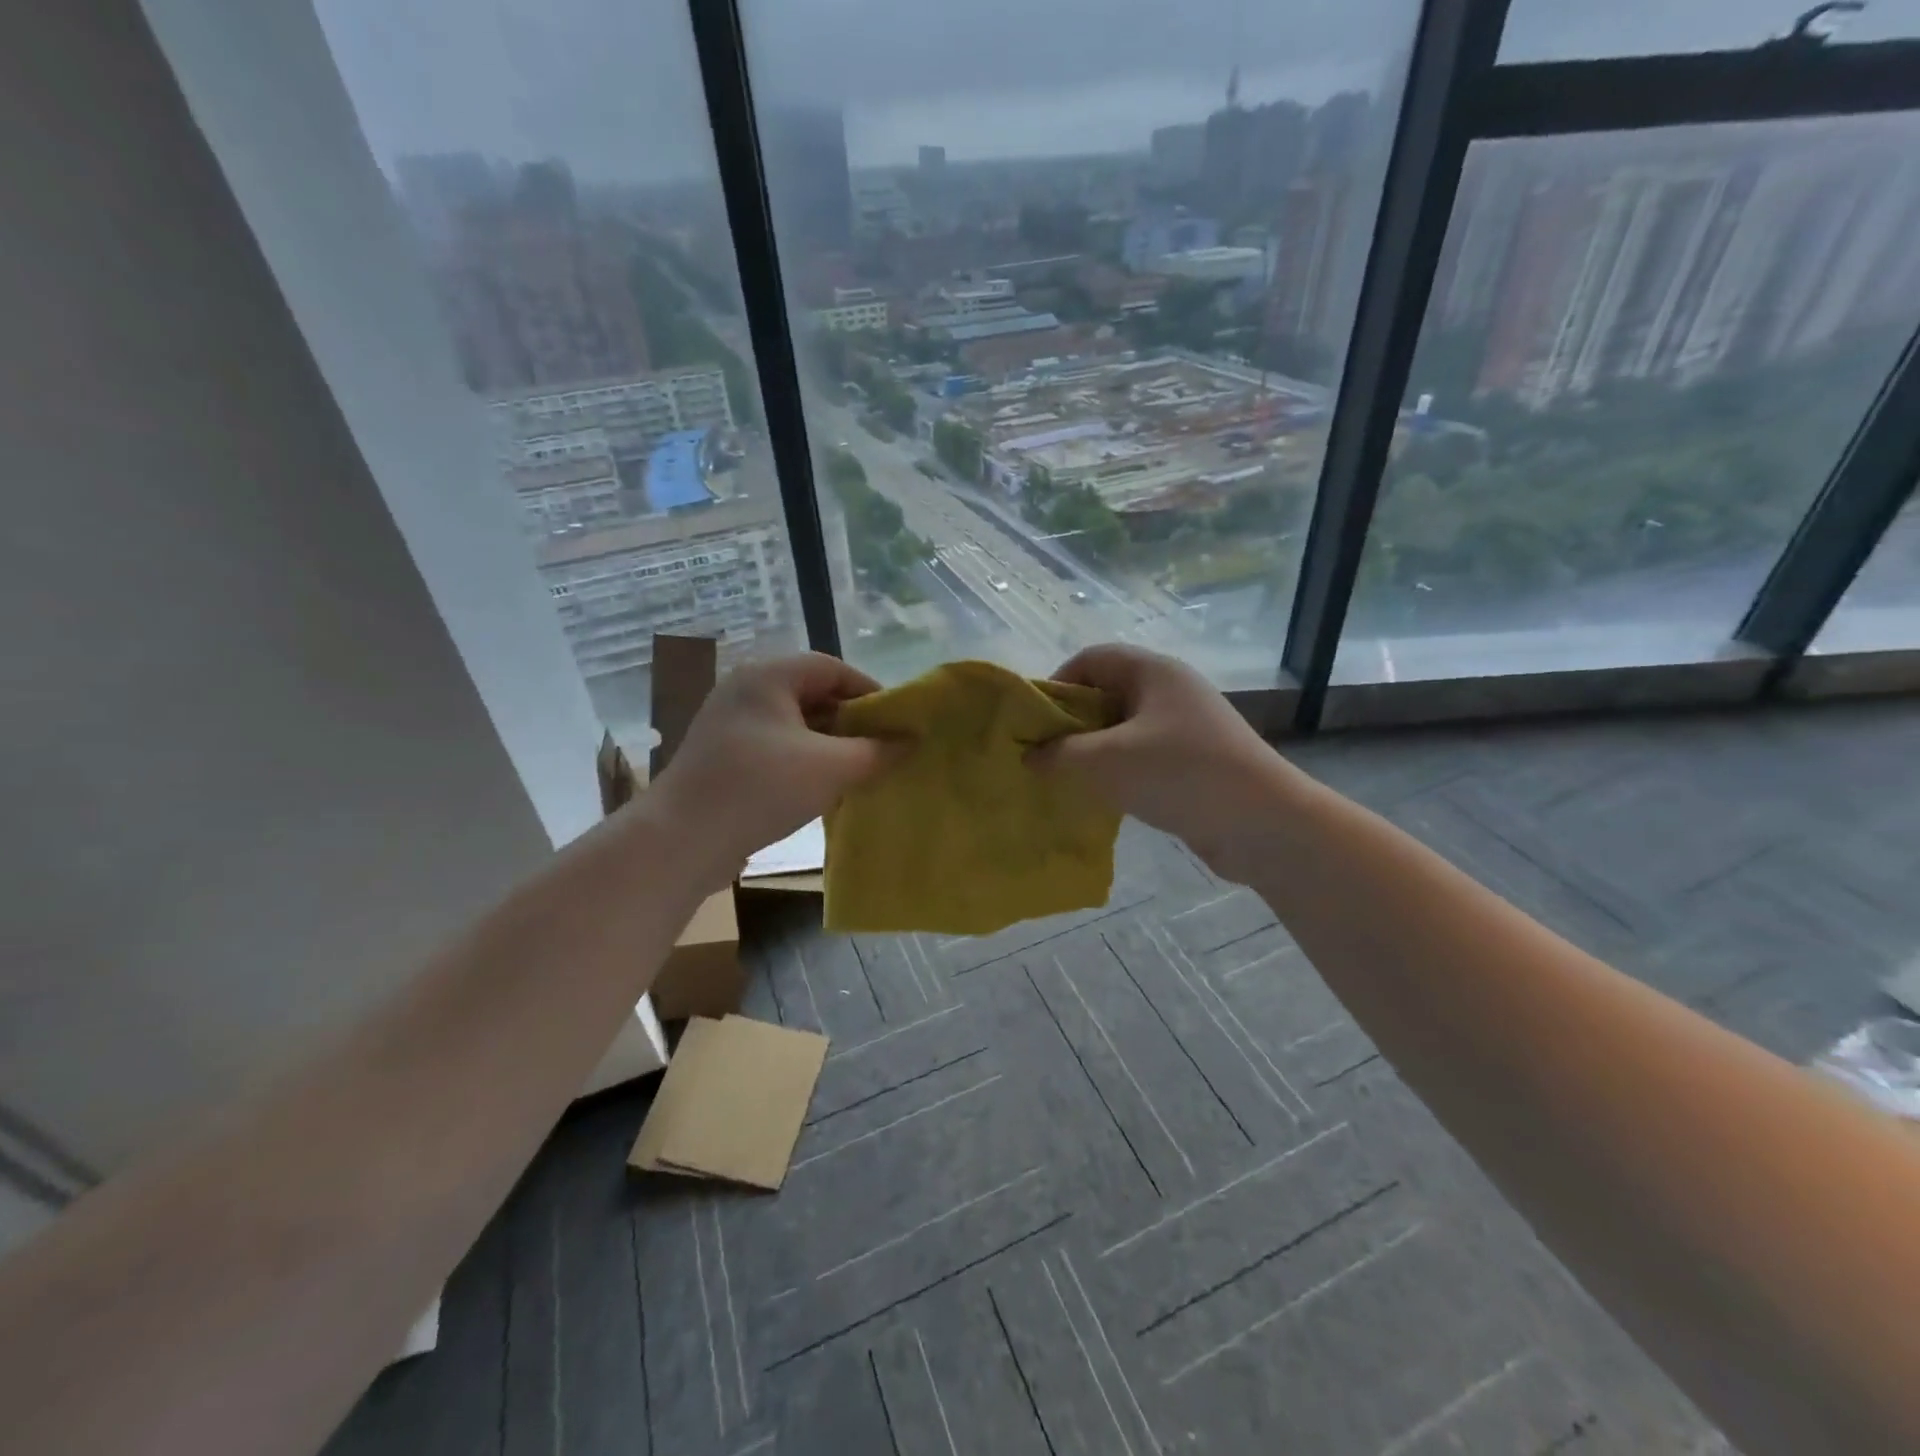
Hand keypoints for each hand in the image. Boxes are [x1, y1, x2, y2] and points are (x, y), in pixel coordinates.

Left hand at [645, 654, 891, 878]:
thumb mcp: (831, 767)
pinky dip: (803, 759)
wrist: (682, 839)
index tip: (896, 721)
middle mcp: (745, 690)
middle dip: (850, 720)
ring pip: (794, 723)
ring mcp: (729, 723)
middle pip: (812, 693)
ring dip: (828, 743)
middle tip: (880, 747)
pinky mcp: (722, 755)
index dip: (869, 690)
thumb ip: (876, 751)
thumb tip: (909, 741)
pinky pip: (775, 746)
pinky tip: (820, 787)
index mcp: (768, 676)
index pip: (832, 667)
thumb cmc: (761, 788)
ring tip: (857, 770)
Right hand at [1029, 645, 1298, 877]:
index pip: (1091, 660)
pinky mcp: (1194, 762)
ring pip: (1123, 730)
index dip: (1056, 685)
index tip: (1033, 723)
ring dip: (1093, 753)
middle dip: (1071, 724)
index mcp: (1152, 672)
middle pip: (1106, 694)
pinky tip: (1103, 799)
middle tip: (1043, 756)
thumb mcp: (1105, 762)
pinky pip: (1142, 757)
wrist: (1264, 824)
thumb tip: (1031, 756)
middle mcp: (1170, 691)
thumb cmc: (1179, 774)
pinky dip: (1118, 773)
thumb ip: (1059, 755)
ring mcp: (1185, 728)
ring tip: (1067, 780)